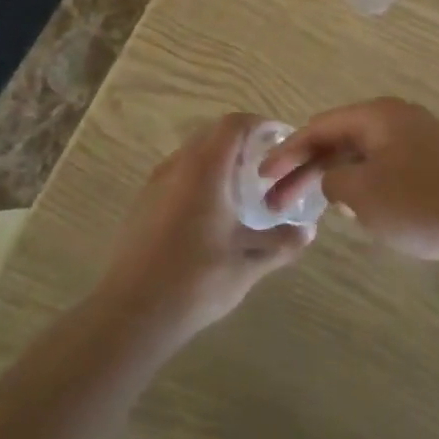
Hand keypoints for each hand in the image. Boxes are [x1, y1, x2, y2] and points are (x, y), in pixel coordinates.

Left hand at [97, 114, 312, 338]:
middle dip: (241, 142)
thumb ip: (280, 244)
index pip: (234, 125)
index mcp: (205, 170)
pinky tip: (210, 213)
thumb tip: (309, 232)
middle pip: (212, 135)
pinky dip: (199, 178)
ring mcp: (155, 184)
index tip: (281, 139)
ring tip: (241, 189)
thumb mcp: (247, 265)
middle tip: (267, 166)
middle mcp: (178, 166)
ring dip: (218, 161)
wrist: (130, 314)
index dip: (259, 124)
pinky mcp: (142, 204)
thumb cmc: (194, 282)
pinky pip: (177, 174)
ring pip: (192, 154)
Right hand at [260, 99, 438, 267]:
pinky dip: (362, 184)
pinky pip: (385, 167)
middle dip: (307, 169)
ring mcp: (420, 139)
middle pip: (340, 139)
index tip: (263, 176)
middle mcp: (397, 118)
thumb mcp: (365, 194)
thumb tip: (334, 179)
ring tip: (310, 205)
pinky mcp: (435, 163)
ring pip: (363, 155)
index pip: (320, 127)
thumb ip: (336, 181)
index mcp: (378, 115)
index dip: (287, 151)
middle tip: (277, 200)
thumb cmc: (424, 203)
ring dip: (334, 177)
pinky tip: (355, 209)